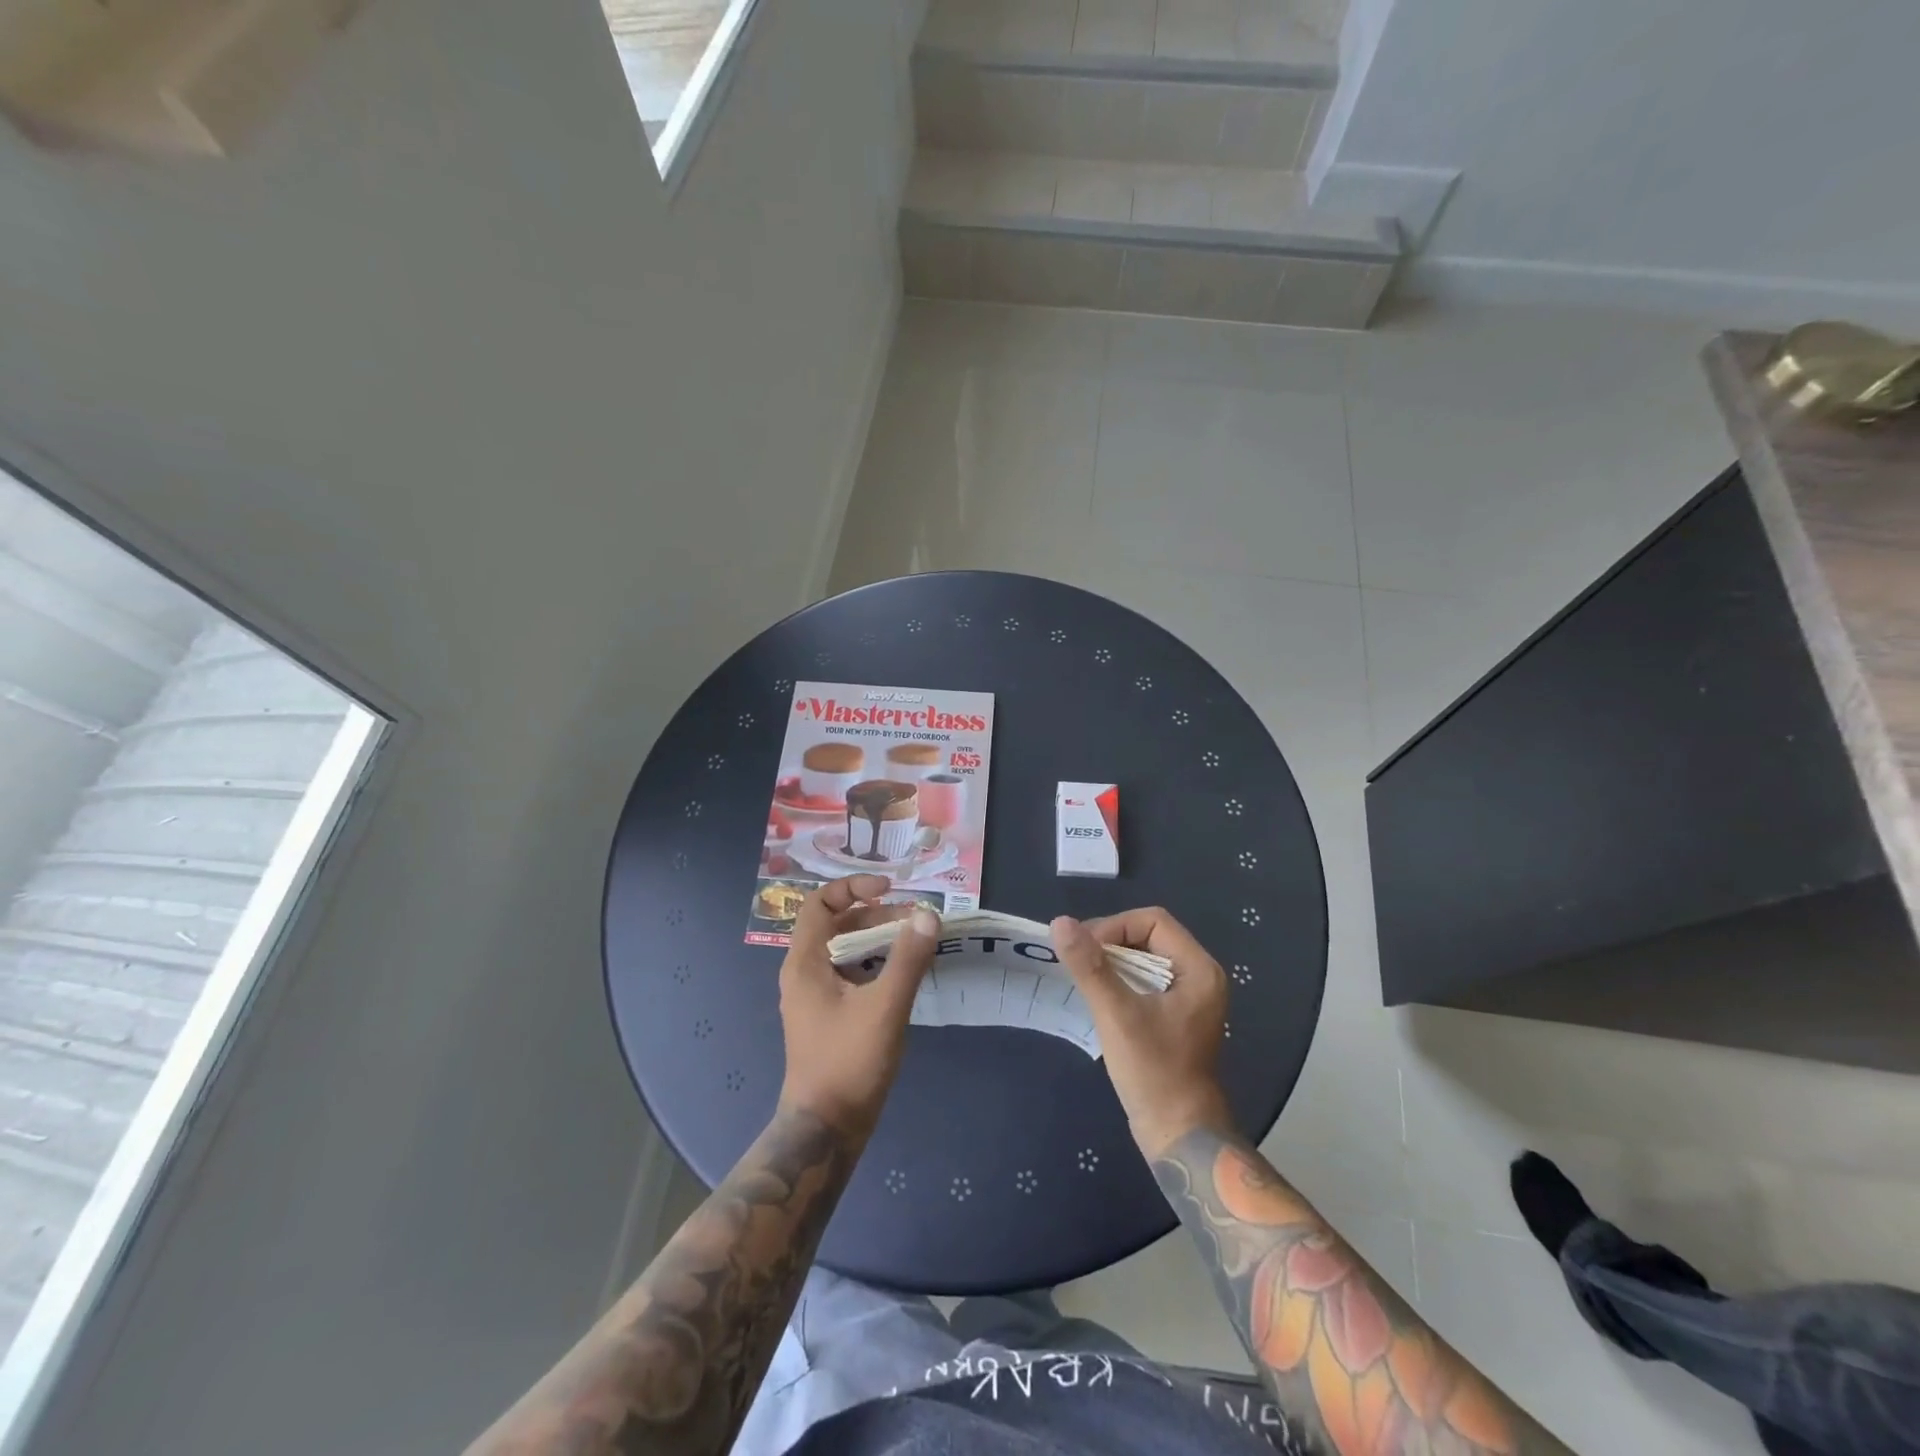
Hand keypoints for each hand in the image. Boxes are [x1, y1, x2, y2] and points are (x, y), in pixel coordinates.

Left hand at [778, 875, 938, 1137]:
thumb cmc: (848, 1063)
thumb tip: (928, 914)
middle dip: (876, 915)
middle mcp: (805, 972)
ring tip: (917, 942)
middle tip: (916, 919)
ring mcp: (816, 996)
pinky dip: (876, 964)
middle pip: (837, 924)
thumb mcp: (885, 1007)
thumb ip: (907, 958)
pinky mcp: (829, 1016)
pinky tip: (906, 974)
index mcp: (805, 962)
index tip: (890, 888)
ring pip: (846, 950)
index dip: (853, 887)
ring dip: (879, 939)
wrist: (825, 1130)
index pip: (820, 903)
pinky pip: (852, 974)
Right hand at [1051, 908, 1231, 1157]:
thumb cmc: (1154, 1071)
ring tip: (1083, 977)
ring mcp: (1189, 997)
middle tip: (1078, 962)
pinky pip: (1145, 981)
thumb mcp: (1117, 1014)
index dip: (1115, 927)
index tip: (1085, 950)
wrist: (1178, 1134)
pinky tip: (1098, 995)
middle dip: (1110, 942)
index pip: (1153, 920)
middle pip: (1149, 935)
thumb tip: (1060, 922)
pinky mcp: (1175, 1015)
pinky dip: (1120, 981)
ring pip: (1144, 958)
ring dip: (1112, 962)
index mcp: (1198, 969)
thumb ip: (1090, 966)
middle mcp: (1199, 976)